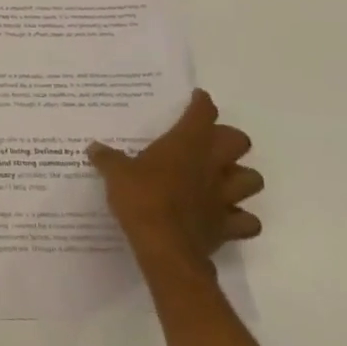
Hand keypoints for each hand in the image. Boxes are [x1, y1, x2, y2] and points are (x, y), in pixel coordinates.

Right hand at [88, 90, 261, 275]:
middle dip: (228, 139)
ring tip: (222, 180)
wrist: (164, 246)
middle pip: (239, 141)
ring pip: (252, 179)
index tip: (196, 99)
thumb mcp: (116, 174)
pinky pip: (247, 221)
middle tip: (208, 144)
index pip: (203, 113)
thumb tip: (93, 148)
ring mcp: (224, 195)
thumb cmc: (141, 199)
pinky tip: (225, 217)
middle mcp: (212, 164)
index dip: (201, 103)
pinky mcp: (228, 225)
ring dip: (241, 177)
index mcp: (186, 144)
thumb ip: (107, 159)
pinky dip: (241, 218)